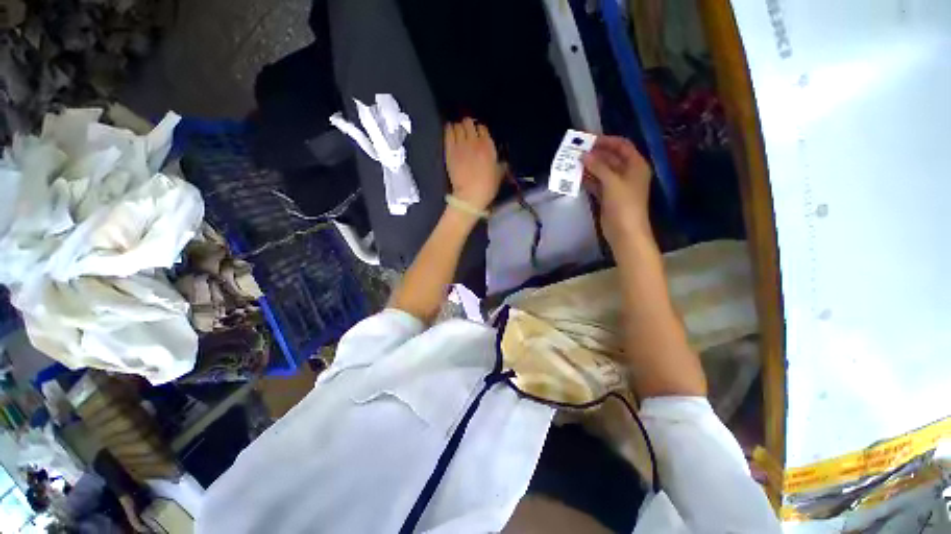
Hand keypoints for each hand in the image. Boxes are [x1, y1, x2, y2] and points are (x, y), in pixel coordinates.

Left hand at [444, 118, 501, 211]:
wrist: (469, 196)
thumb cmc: (486, 188)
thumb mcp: (499, 175)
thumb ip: (501, 165)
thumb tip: (503, 162)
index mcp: (488, 146)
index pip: (483, 128)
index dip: (480, 131)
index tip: (479, 136)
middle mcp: (474, 141)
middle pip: (469, 123)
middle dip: (468, 126)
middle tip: (467, 132)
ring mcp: (460, 145)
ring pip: (458, 126)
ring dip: (459, 128)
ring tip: (458, 133)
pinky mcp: (449, 150)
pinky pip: (448, 132)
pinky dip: (449, 130)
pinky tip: (450, 131)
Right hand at [581, 136, 653, 247]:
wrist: (625, 231)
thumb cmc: (624, 204)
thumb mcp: (612, 182)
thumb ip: (598, 167)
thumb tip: (584, 154)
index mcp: (635, 165)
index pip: (622, 146)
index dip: (607, 141)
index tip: (589, 139)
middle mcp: (627, 173)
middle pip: (610, 158)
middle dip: (594, 154)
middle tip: (576, 151)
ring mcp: (617, 186)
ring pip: (602, 172)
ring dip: (589, 167)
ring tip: (573, 163)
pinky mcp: (607, 197)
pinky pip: (597, 184)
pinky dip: (588, 180)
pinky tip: (575, 177)